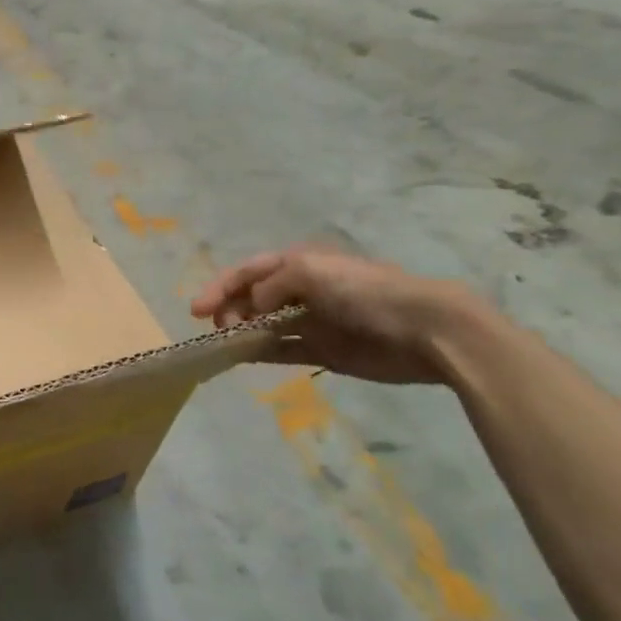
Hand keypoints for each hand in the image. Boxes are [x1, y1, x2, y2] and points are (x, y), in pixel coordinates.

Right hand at [191, 245, 474, 384]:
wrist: (425, 329)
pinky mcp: (325, 350)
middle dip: (229, 309)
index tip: (196, 309)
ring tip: (222, 344)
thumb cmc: (365, 291)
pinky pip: (284, 350)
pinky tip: (242, 358)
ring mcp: (313, 320)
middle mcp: (302, 289)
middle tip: (218, 328)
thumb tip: (252, 307)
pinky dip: (261, 352)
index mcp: (299, 263)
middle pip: (253, 297)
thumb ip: (271, 285)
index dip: (220, 286)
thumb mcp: (310, 271)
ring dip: (241, 331)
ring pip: (265, 325)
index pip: (249, 271)